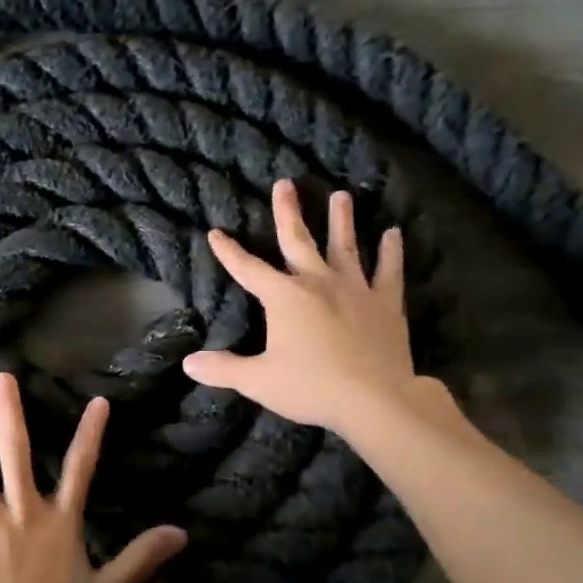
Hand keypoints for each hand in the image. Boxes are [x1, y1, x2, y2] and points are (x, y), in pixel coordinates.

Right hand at [182, 179, 445, 437]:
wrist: (374, 399)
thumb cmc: (311, 387)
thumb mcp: (258, 381)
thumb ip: (224, 369)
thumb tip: (188, 363)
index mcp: (284, 297)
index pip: (248, 269)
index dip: (229, 252)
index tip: (215, 233)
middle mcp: (318, 283)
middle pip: (298, 241)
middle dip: (288, 212)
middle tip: (285, 183)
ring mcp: (355, 290)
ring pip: (345, 247)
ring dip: (341, 220)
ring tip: (341, 195)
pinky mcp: (386, 304)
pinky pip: (389, 272)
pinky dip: (392, 252)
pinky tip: (394, 234)